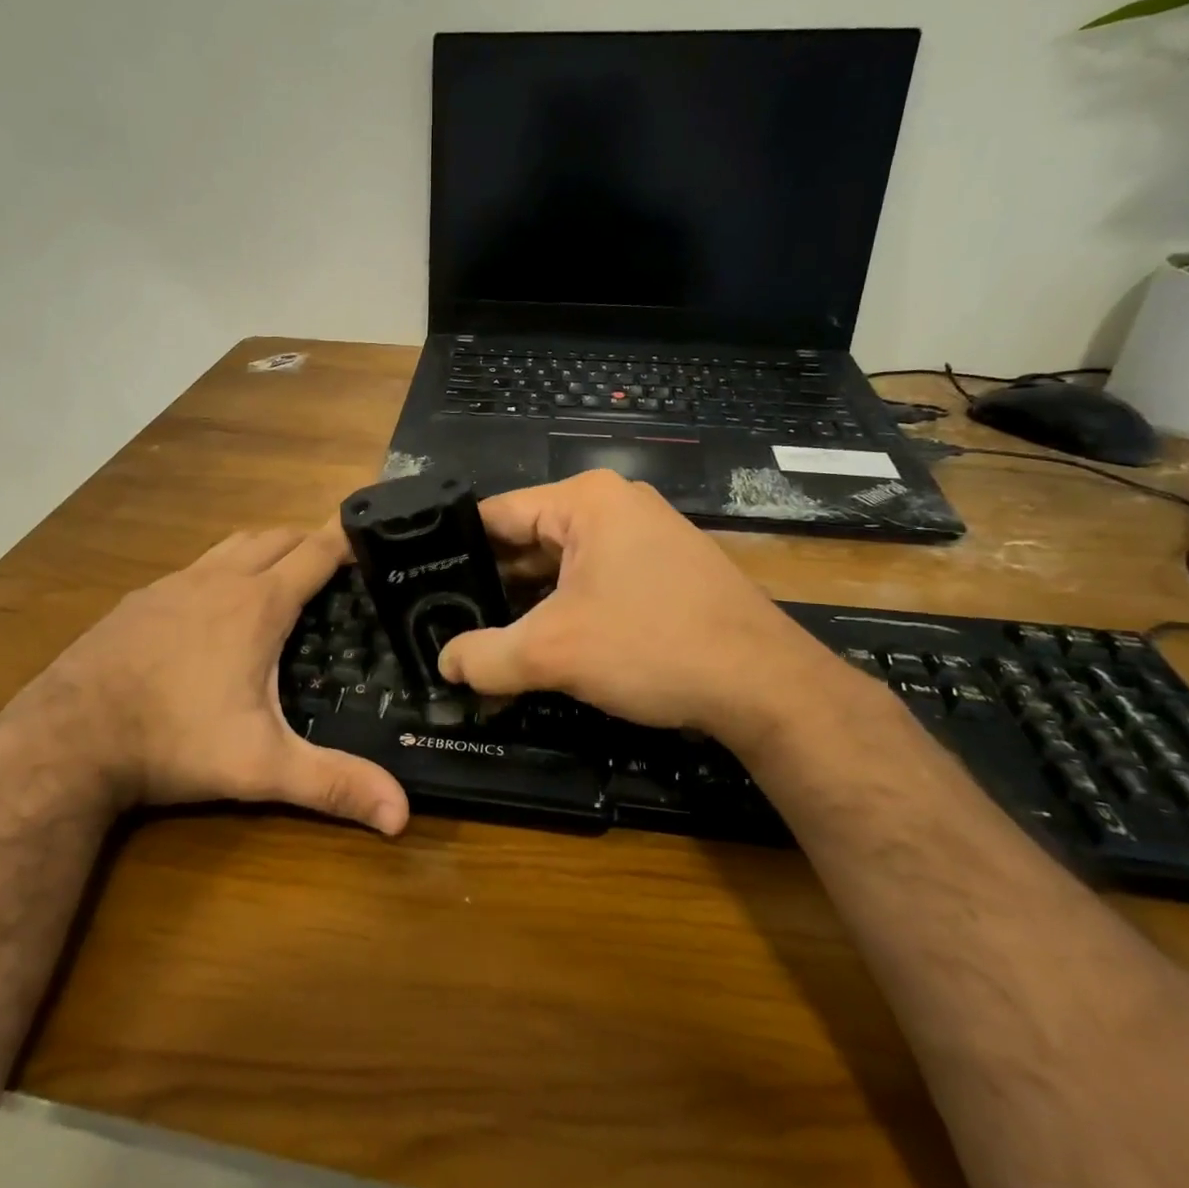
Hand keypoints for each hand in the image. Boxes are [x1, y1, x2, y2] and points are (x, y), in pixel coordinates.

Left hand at [7, 526, 409, 834]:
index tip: (373, 536)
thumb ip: (333, 785)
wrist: (66, 738)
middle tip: (336, 566)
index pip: (316, 552)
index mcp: (258, 605)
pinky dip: (222, 567)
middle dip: (310, 541)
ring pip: (234, 544)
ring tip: (283, 573)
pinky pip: (196, 565)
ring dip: (266, 548)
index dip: (347, 538)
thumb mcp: (260, 766)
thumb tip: (402, 816)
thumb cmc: (174, 742)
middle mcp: (219, 579)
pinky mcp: (140, 597)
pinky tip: (214, 604)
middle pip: (277, 537)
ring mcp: (174, 583)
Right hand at [438, 471, 869, 747]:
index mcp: (585, 500)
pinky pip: (593, 581)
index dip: (454, 552)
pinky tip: (540, 646)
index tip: (421, 587)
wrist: (767, 686)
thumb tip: (444, 664)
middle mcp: (614, 506)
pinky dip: (564, 611)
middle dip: (490, 586)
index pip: (495, 515)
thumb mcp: (554, 652)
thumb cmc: (653, 646)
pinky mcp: (662, 570)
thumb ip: (485, 657)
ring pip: (560, 566)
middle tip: (445, 623)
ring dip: (527, 605)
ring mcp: (643, 537)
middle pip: (527, 540)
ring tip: (483, 640)